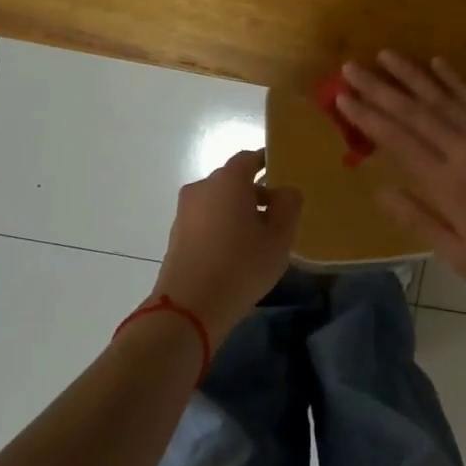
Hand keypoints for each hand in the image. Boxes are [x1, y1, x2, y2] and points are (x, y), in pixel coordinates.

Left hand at [152, 151, 302, 339]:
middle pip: (232, 181)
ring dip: (237, 211)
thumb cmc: (241, 265)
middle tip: (277, 214)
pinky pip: (206, 220)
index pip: (248, 158)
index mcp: (228, 181)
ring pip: (218, 202)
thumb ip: (288, 205)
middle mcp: (202, 188)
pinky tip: (235, 252)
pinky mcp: (176, 236)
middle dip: (254, 191)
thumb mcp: (279, 237)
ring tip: (258, 238)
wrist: (189, 308)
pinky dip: (222, 226)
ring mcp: (185, 212)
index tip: (281, 172)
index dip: (266, 162)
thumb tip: (285, 191)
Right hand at [336, 53, 465, 317]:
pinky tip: (438, 64)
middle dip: (380, 88)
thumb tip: (381, 189)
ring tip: (386, 55)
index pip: (398, 140)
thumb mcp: (461, 256)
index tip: (342, 97)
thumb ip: (418, 220)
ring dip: (413, 75)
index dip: (367, 116)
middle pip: (415, 112)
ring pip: (445, 98)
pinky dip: (456, 80)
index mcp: (449, 184)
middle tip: (351, 67)